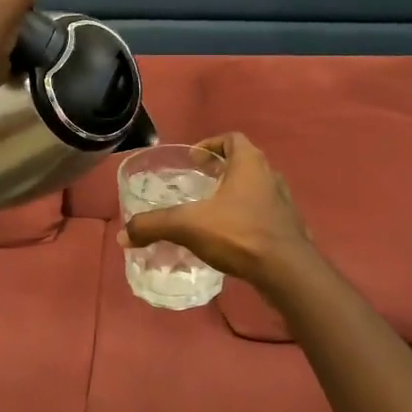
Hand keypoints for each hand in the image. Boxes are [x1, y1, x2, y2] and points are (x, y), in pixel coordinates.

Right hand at [120, 133, 313, 289]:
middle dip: (221, 170)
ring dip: (235, 195)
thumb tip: (123, 235)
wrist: (287, 272)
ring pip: (256, 189)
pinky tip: (230, 238)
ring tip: (212, 211)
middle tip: (199, 183)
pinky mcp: (288, 229)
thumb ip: (154, 226)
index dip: (212, 144)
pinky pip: (264, 214)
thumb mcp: (188, 226)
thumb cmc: (239, 234)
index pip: (232, 139)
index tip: (194, 159)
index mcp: (249, 164)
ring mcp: (283, 204)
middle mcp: (270, 177)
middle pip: (245, 163)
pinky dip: (247, 218)